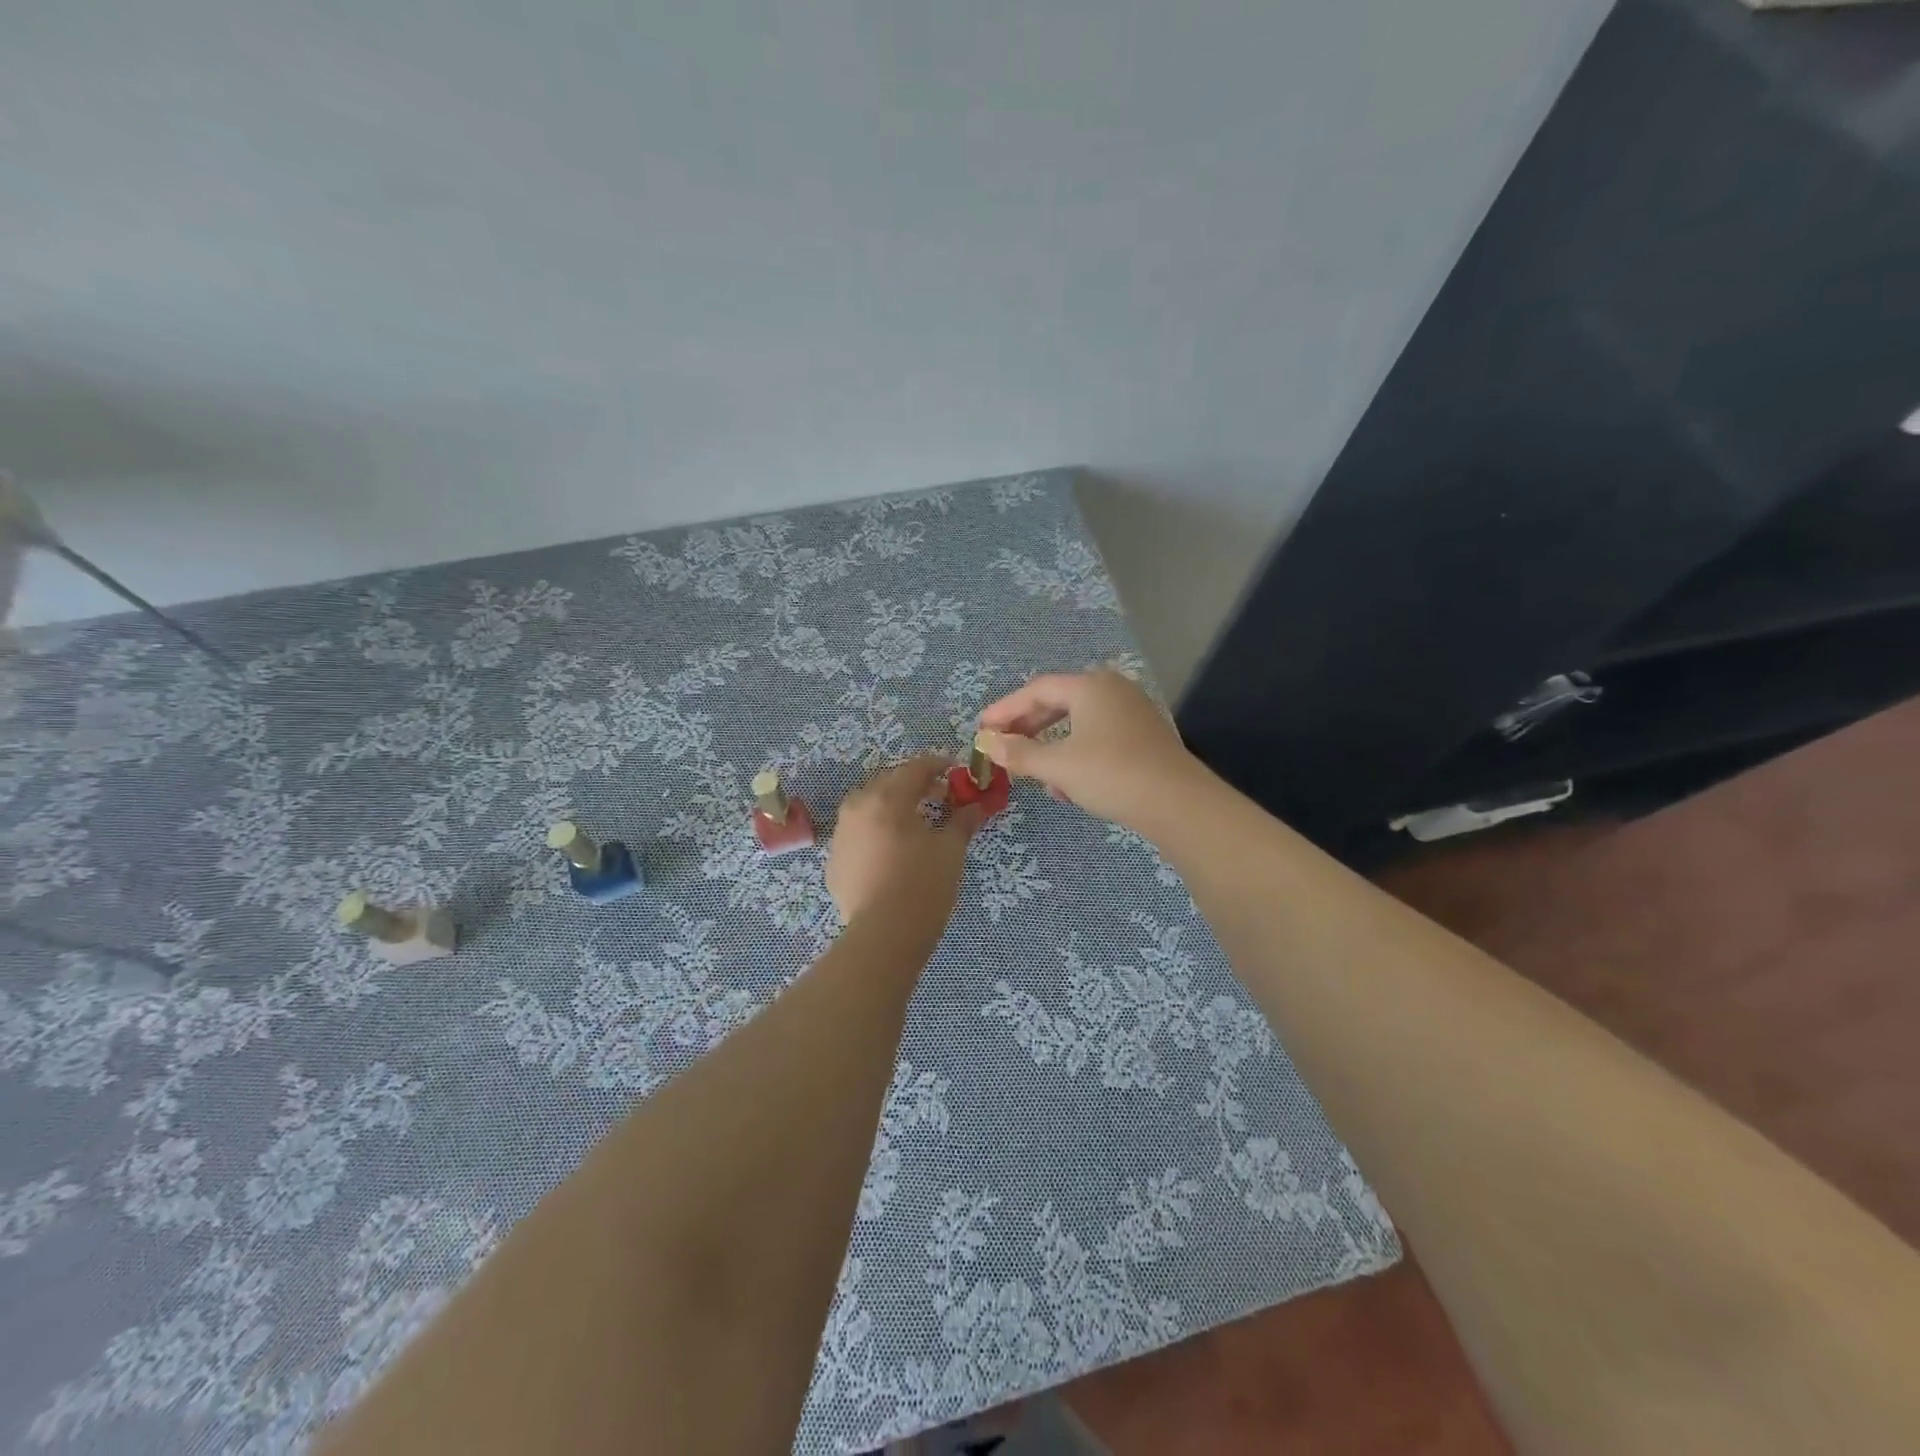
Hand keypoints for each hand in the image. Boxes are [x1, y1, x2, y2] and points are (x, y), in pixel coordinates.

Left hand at [827, 754, 982, 932]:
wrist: (883, 934)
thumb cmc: (923, 884)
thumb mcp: (950, 849)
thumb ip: (962, 821)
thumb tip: (975, 806)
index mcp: (888, 797)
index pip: (915, 767)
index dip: (938, 765)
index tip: (955, 771)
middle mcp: (858, 807)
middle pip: (888, 782)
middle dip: (914, 784)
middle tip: (939, 795)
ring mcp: (841, 834)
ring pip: (868, 806)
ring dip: (891, 806)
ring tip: (914, 822)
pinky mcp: (834, 860)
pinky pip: (857, 833)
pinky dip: (875, 831)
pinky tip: (891, 851)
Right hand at [976, 670, 1204, 832]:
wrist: (1178, 803)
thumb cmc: (1111, 774)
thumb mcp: (1058, 766)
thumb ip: (1020, 753)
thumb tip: (989, 743)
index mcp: (1090, 686)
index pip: (1036, 690)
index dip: (1005, 709)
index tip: (982, 728)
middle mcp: (1112, 690)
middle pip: (1059, 702)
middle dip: (1028, 726)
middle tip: (1003, 745)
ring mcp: (1132, 712)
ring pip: (1079, 723)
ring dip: (1052, 745)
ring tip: (1035, 772)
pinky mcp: (1144, 736)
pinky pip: (1099, 737)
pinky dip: (1077, 754)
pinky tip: (1069, 786)